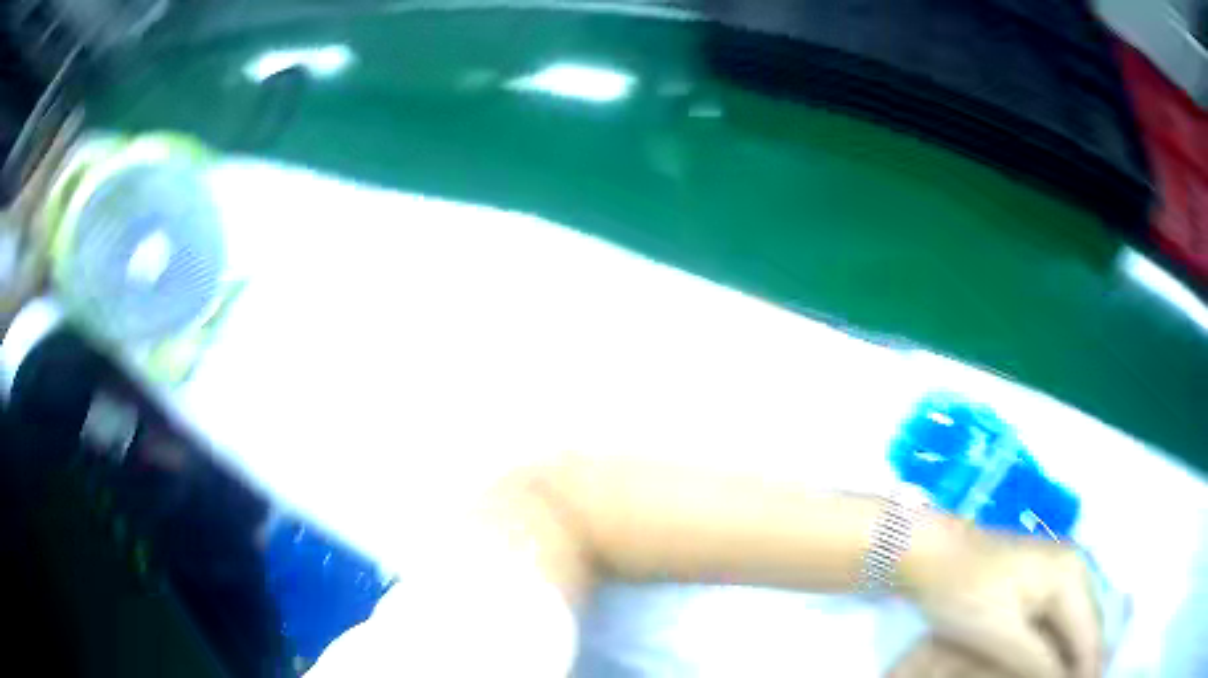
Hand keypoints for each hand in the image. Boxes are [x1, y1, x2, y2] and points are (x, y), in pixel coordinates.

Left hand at [902, 522, 1102, 677]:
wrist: (935, 554)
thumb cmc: (965, 593)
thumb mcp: (1002, 634)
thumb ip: (1037, 661)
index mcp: (1071, 576)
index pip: (1088, 634)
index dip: (1090, 668)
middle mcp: (1074, 568)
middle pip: (1086, 628)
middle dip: (1084, 663)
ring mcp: (1059, 572)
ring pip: (1074, 625)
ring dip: (1073, 657)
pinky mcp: (1041, 582)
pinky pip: (1059, 621)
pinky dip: (1058, 646)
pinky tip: (1052, 668)